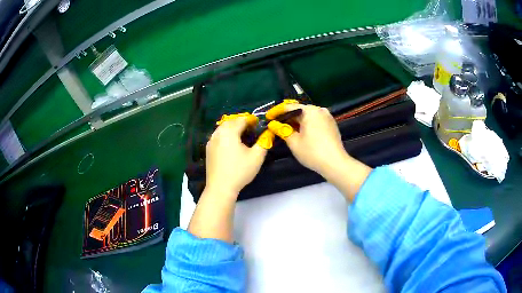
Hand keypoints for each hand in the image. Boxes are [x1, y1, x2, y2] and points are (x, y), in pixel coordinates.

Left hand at [205, 117, 266, 195]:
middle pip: (231, 121)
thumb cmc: (240, 171)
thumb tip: (269, 131)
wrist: (220, 187)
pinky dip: (226, 135)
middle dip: (242, 123)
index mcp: (229, 132)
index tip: (260, 126)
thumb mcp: (257, 157)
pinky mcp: (208, 149)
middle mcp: (218, 133)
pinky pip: (218, 136)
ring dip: (233, 128)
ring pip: (223, 128)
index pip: (242, 119)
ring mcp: (211, 141)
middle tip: (252, 131)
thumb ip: (264, 141)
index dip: (252, 120)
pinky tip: (232, 146)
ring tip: (243, 137)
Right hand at [273, 104, 371, 200]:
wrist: (335, 163)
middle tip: (275, 124)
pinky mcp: (331, 124)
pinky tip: (300, 132)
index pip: (289, 107)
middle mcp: (319, 110)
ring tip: (286, 129)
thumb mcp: (294, 142)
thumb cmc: (312, 152)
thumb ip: (282, 130)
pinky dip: (306, 124)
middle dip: (287, 117)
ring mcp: (327, 117)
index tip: (267, 117)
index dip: (276, 112)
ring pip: (308, 116)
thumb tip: (272, 124)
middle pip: (299, 110)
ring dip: (296, 121)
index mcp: (310, 111)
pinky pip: (315, 121)